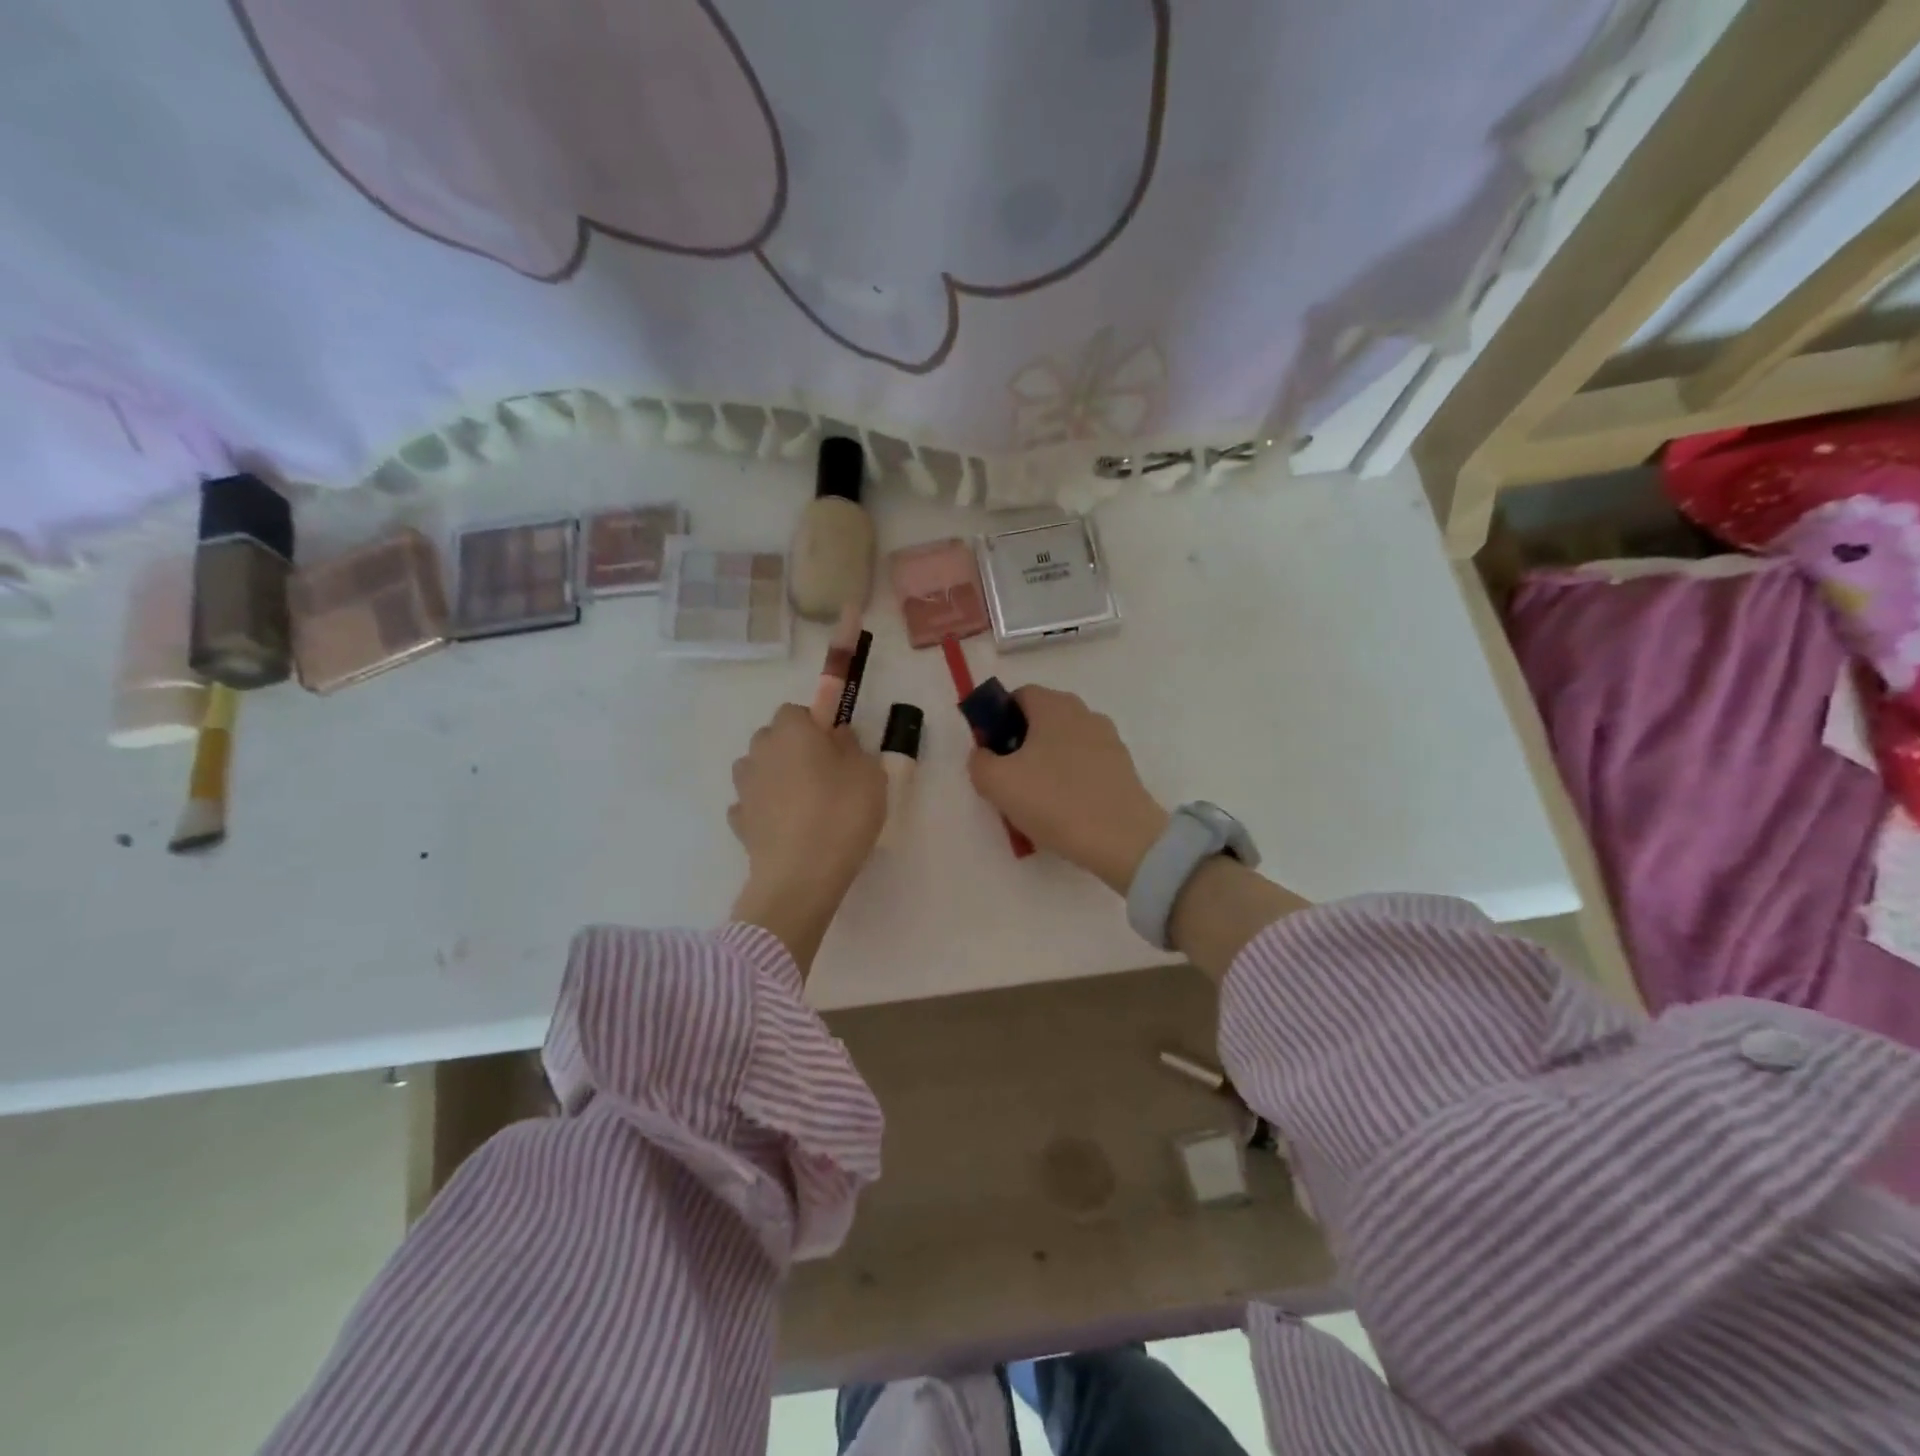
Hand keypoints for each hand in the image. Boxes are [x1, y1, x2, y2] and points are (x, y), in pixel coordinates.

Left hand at [728, 703, 886, 972]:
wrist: (801, 875)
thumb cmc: (842, 813)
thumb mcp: (869, 774)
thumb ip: (852, 747)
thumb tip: (835, 737)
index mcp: (791, 730)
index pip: (796, 712)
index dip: (816, 726)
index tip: (836, 748)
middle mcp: (760, 751)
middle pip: (773, 739)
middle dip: (793, 749)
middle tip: (825, 776)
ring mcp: (744, 788)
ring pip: (759, 770)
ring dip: (776, 778)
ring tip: (804, 804)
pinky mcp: (738, 821)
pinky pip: (754, 805)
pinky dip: (766, 810)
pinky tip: (786, 828)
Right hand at [966, 686, 1168, 894]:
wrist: (1122, 839)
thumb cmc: (1055, 801)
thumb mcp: (997, 783)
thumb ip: (980, 761)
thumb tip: (984, 754)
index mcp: (1054, 706)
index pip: (1019, 695)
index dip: (999, 720)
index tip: (992, 752)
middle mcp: (1084, 713)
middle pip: (1042, 719)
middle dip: (1022, 744)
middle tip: (1009, 780)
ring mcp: (1108, 740)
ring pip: (1064, 744)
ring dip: (1046, 764)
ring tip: (1036, 801)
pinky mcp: (1123, 768)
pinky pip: (1085, 765)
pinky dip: (1070, 780)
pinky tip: (1064, 810)